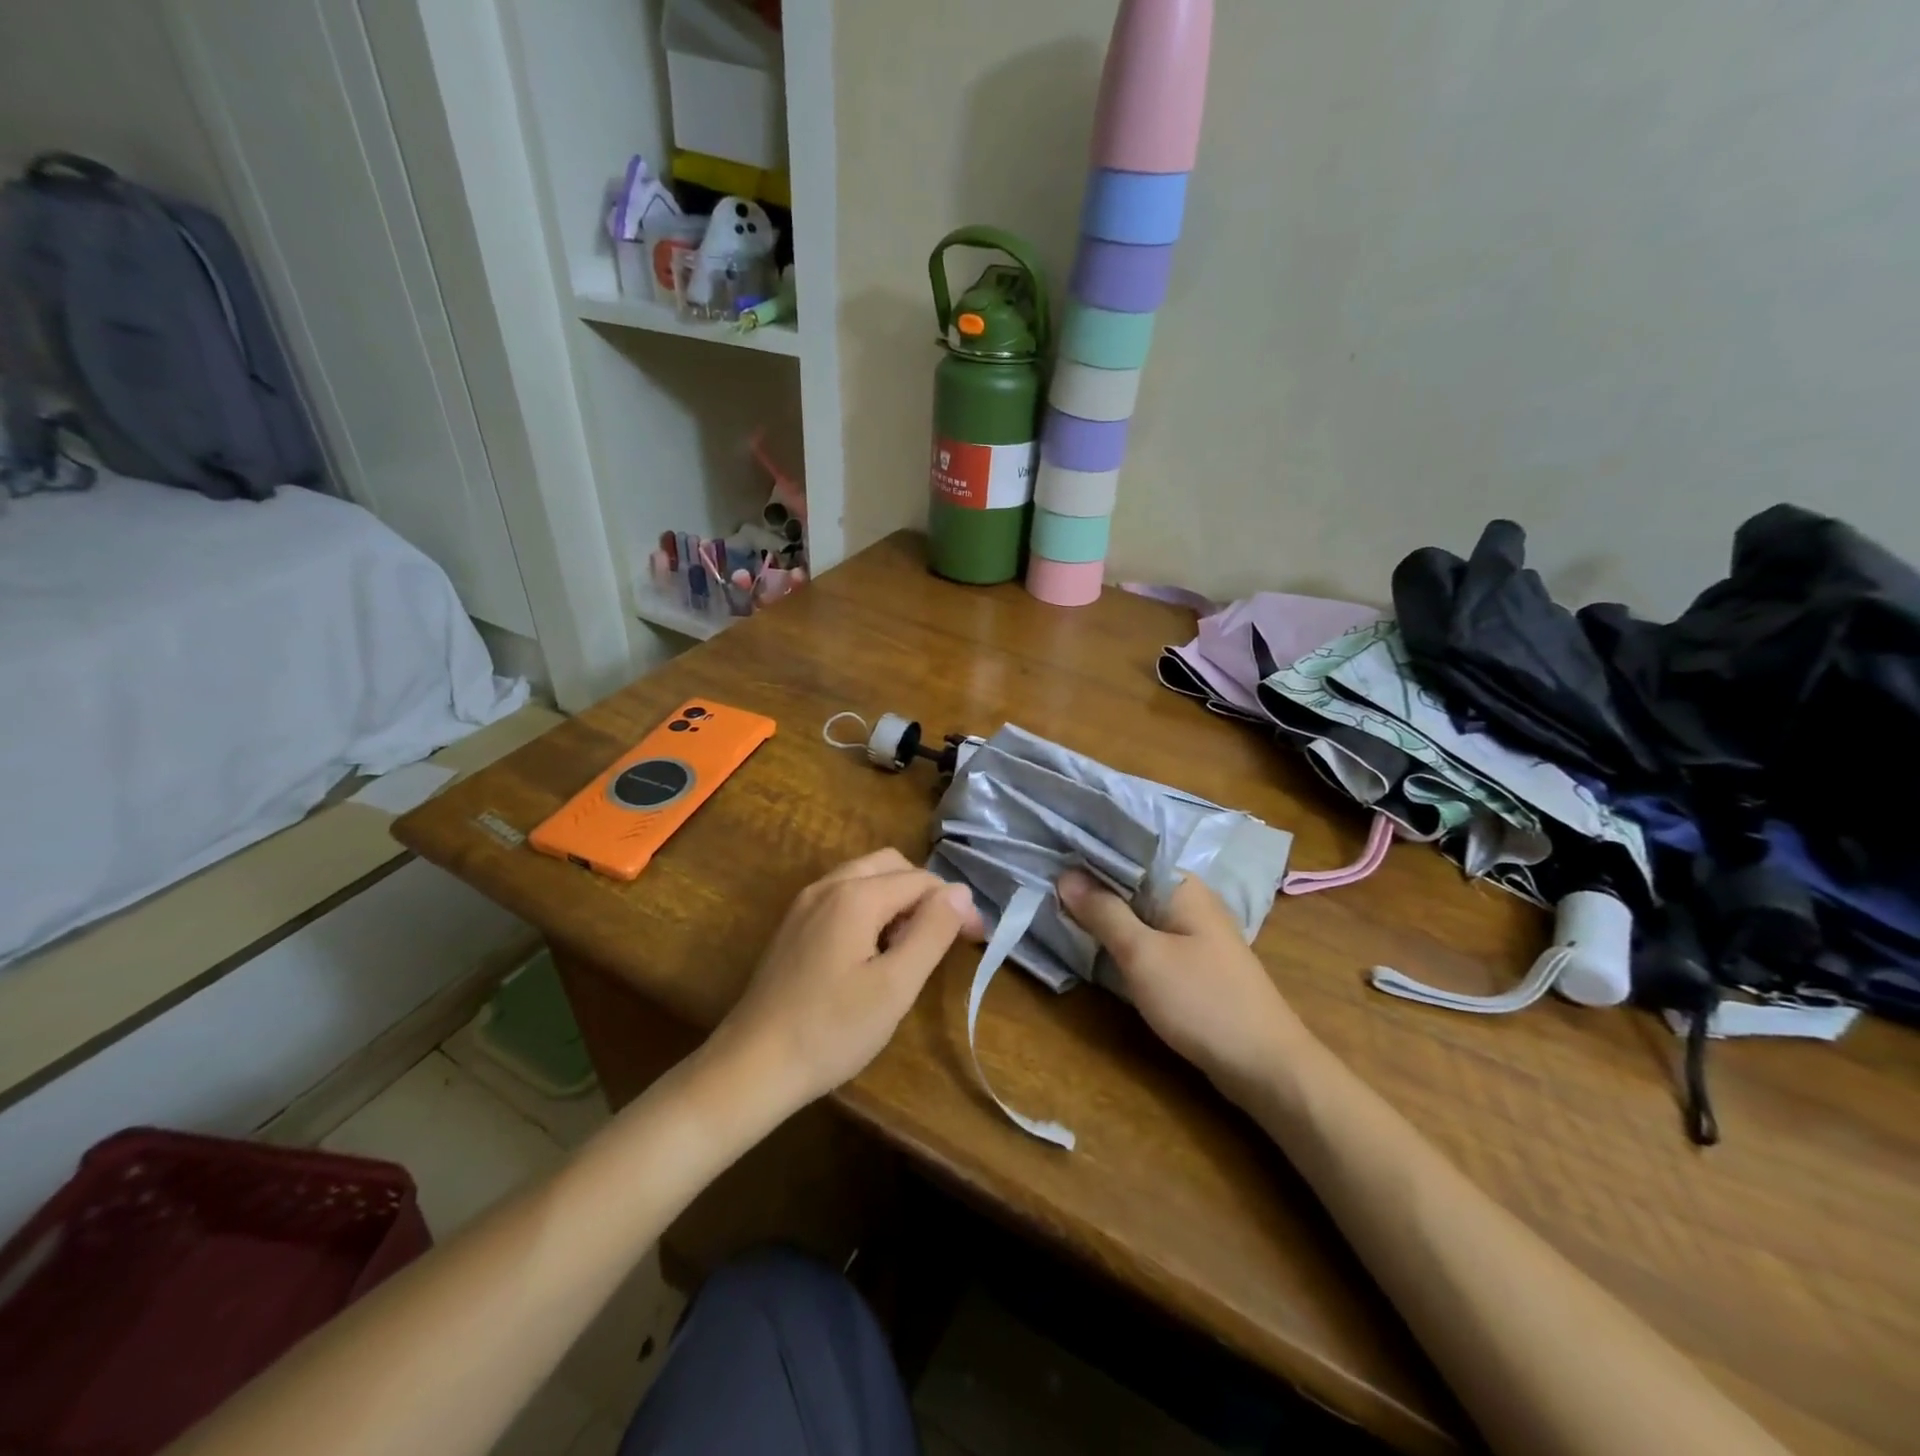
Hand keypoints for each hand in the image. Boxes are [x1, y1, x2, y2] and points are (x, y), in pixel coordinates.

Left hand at [715, 849, 984, 1109]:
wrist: (751, 1066)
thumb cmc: (831, 1030)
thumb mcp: (895, 986)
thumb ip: (931, 932)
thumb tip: (960, 892)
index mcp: (855, 895)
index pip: (921, 880)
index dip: (955, 904)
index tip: (976, 939)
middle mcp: (828, 885)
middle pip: (892, 865)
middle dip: (926, 893)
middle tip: (946, 936)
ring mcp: (806, 903)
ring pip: (866, 878)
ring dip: (898, 899)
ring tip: (913, 946)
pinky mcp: (794, 925)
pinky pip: (844, 897)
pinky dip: (871, 909)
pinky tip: (874, 952)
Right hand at [1058, 869, 1305, 1093]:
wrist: (1266, 1066)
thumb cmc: (1201, 1001)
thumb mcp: (1143, 955)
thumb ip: (1104, 912)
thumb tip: (1066, 874)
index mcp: (1182, 885)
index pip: (1126, 854)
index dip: (1086, 856)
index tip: (1046, 857)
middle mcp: (1190, 900)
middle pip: (1130, 883)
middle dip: (1091, 887)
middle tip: (1043, 887)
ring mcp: (1195, 932)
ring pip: (1139, 912)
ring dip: (1105, 914)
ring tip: (1059, 910)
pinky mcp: (1195, 962)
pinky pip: (1150, 937)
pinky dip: (1124, 938)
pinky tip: (1097, 944)